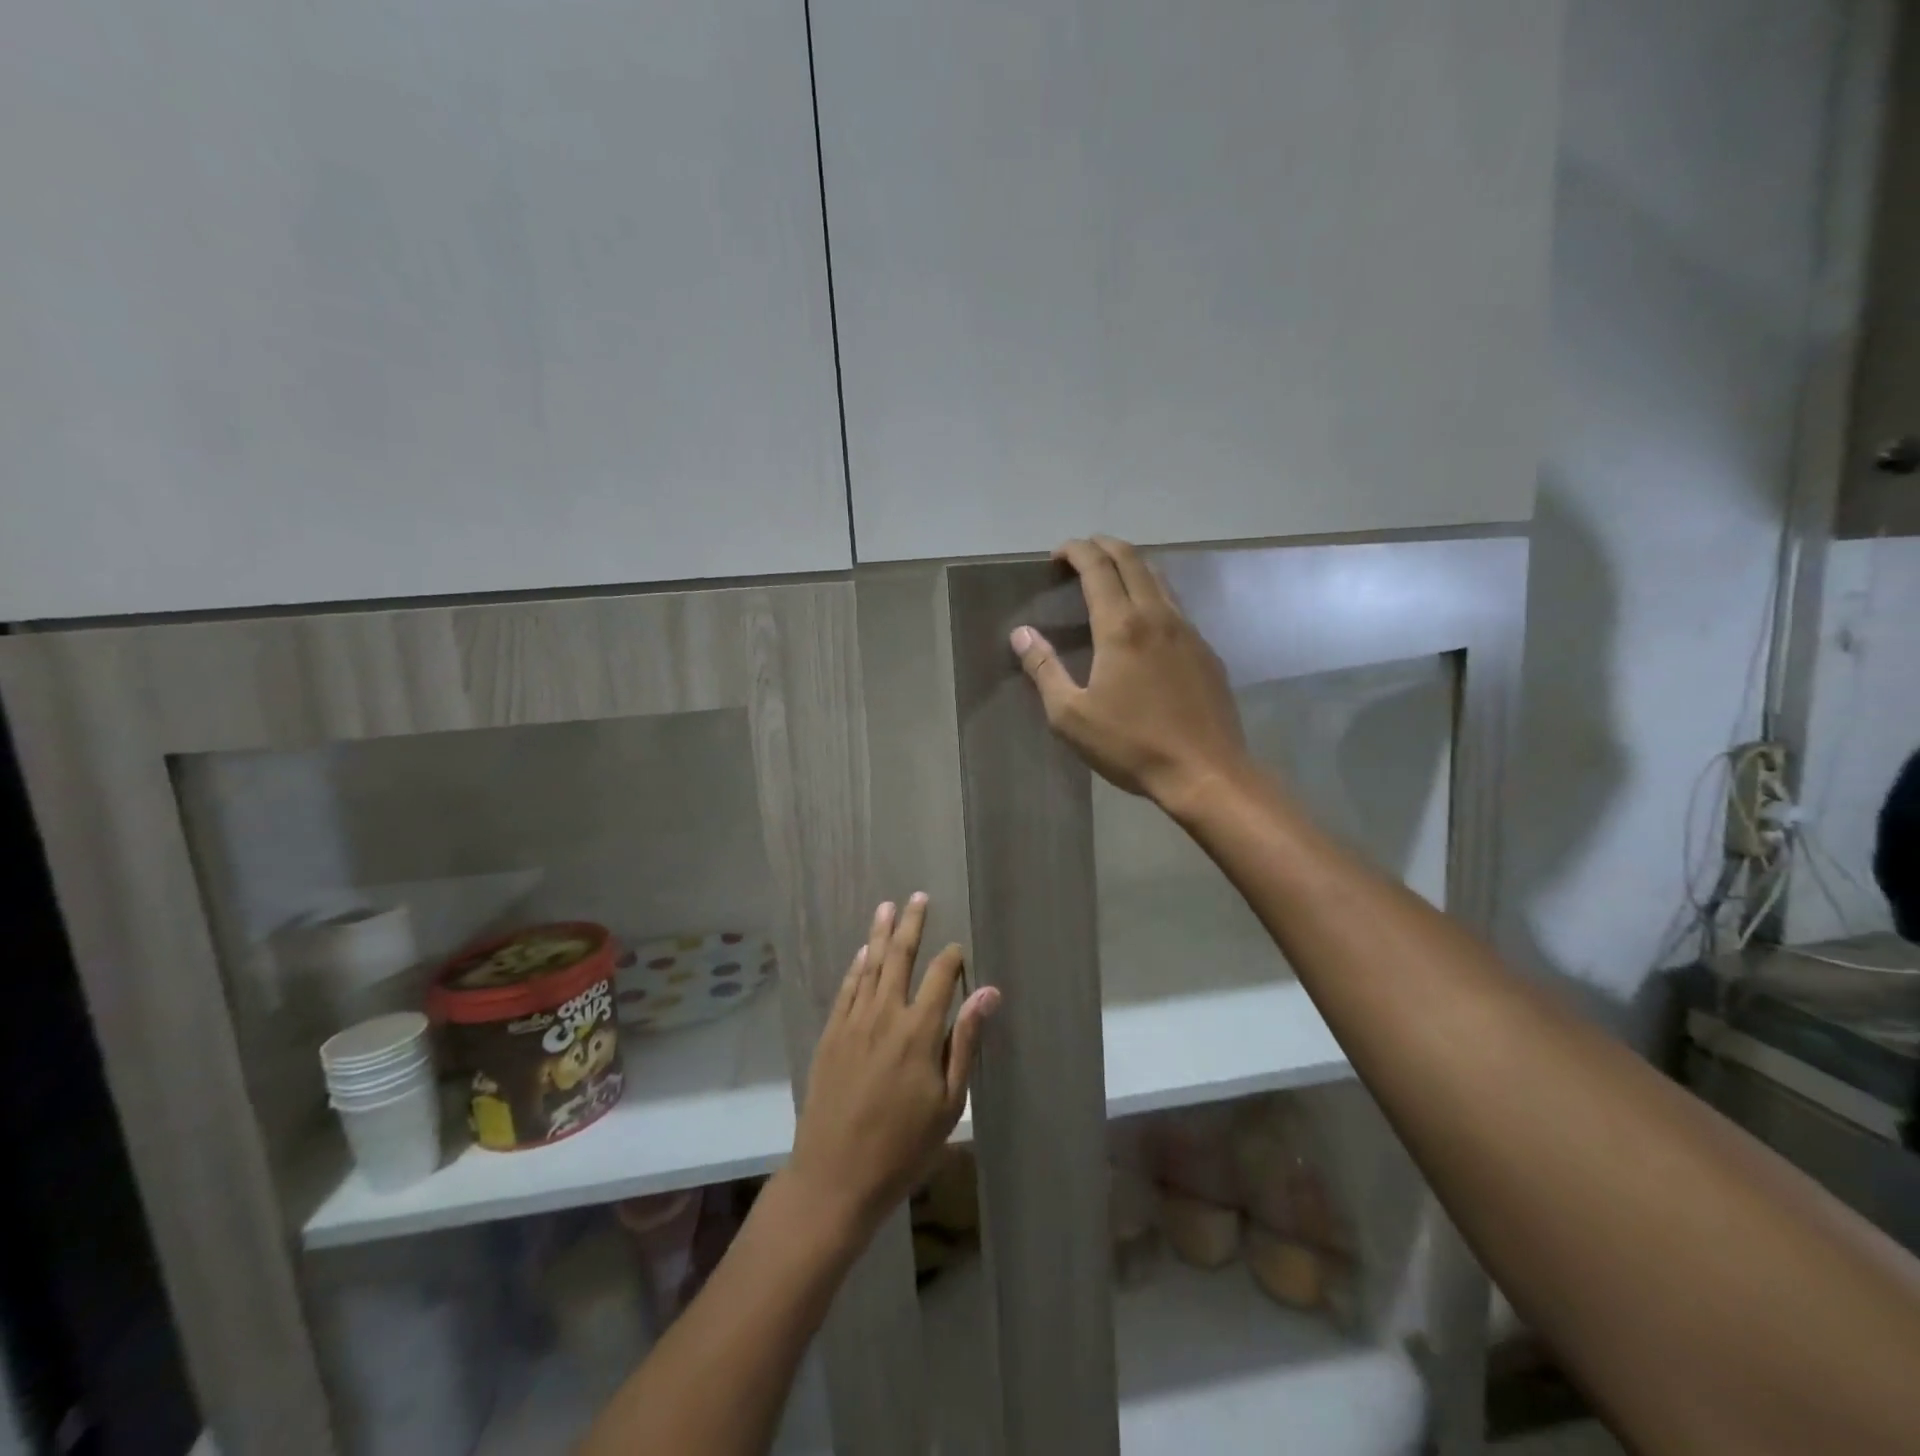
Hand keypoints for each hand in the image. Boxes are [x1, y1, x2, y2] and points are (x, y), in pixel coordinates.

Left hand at [788, 895, 998, 1238]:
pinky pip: (846, 989)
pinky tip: (861, 952)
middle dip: (911, 924)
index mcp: (919, 1031)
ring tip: (887, 906)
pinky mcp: (830, 1035)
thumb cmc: (903, 1148)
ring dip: (879, 934)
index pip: (940, 976)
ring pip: (869, 966)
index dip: (952, 958)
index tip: (959, 948)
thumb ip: (965, 1042)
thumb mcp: (949, 1103)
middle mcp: (885, 1015)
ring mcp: (853, 1022)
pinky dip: (856, 967)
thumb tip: (988, 992)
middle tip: (918, 896)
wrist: (835, 1177)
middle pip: (900, 957)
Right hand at [1012, 536, 1249, 809]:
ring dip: (1132, 565)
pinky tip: (1143, 620)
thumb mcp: (1071, 716)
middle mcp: (1157, 616)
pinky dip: (1153, 593)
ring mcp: (1188, 631)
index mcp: (1121, 627)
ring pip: (1159, 578)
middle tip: (1081, 554)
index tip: (1056, 555)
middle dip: (1104, 547)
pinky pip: (1175, 605)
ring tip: (1110, 577)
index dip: (1076, 551)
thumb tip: (1021, 634)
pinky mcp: (1206, 650)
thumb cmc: (1131, 745)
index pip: (1097, 568)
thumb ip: (1044, 670)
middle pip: (1132, 560)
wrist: (1205, 772)